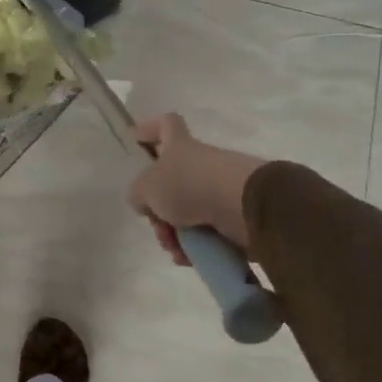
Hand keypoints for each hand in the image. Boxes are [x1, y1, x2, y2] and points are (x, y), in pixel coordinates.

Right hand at [126, 114, 265, 264]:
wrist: (244, 206)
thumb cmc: (189, 185)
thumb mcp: (147, 187)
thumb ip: (138, 193)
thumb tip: (144, 201)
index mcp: (180, 146)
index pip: (166, 125)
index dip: (150, 129)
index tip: (137, 141)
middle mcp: (200, 164)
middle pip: (172, 184)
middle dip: (159, 211)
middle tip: (157, 226)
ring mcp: (219, 190)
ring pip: (187, 214)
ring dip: (176, 235)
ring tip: (177, 249)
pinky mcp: (234, 215)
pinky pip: (207, 232)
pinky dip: (196, 246)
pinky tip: (190, 257)